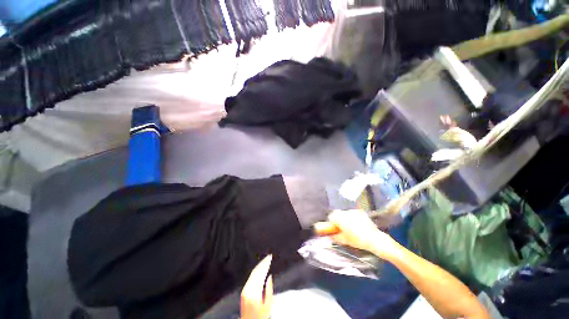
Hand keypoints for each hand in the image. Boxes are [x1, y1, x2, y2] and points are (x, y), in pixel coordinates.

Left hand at [240, 255, 272, 318]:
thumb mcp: (268, 304)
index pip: (260, 272)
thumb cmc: (260, 316)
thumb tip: (269, 276)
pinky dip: (256, 271)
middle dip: (263, 262)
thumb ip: (269, 289)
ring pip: (252, 273)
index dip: (265, 263)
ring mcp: (245, 289)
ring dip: (259, 265)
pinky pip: (250, 277)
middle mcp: (248, 288)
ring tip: (265, 260)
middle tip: (268, 256)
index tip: (270, 257)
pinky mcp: (244, 291)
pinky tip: (259, 269)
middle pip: (256, 271)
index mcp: (254, 291)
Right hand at [327, 210, 396, 257]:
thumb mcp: (344, 240)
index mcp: (339, 217)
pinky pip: (353, 214)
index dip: (332, 224)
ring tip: (351, 228)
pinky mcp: (361, 212)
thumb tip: (330, 235)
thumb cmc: (357, 240)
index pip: (331, 217)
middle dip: (339, 220)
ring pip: (345, 214)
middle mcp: (345, 211)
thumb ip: (335, 236)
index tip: (335, 230)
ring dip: (346, 219)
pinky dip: (353, 218)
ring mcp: (354, 211)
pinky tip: (358, 226)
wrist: (375, 239)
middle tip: (343, 230)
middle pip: (338, 214)